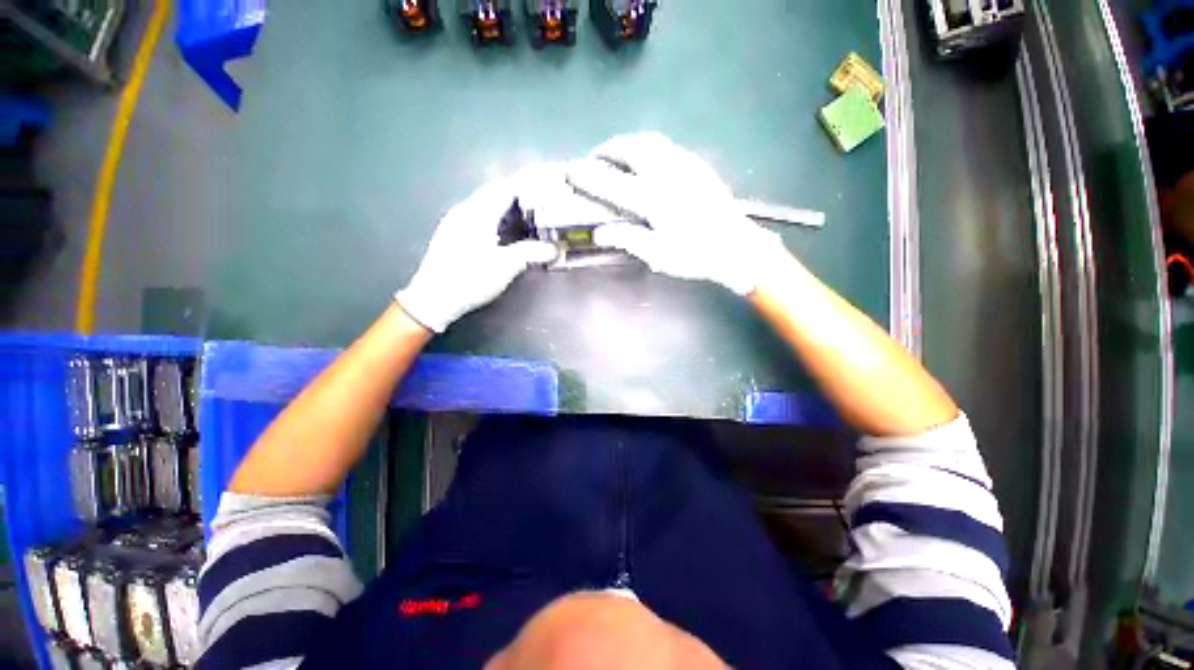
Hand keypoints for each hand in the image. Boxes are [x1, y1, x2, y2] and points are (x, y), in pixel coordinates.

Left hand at [396, 169, 558, 332]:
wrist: (433, 298)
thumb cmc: (470, 279)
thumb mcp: (505, 266)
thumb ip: (531, 253)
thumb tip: (554, 249)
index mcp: (477, 213)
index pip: (506, 188)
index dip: (527, 183)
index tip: (546, 182)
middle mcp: (465, 210)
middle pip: (495, 193)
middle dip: (519, 193)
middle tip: (541, 199)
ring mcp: (456, 222)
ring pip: (486, 204)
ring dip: (508, 206)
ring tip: (528, 213)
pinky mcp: (453, 234)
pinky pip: (480, 216)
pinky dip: (497, 217)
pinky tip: (506, 229)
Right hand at [566, 133, 790, 294]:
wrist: (737, 248)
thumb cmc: (696, 256)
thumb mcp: (659, 255)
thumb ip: (628, 239)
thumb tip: (600, 232)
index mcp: (654, 200)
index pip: (611, 183)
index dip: (587, 176)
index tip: (571, 171)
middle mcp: (667, 174)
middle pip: (631, 148)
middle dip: (607, 150)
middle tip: (595, 159)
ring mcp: (685, 166)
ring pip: (649, 141)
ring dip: (628, 144)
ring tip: (617, 155)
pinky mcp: (697, 166)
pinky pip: (666, 146)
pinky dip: (647, 147)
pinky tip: (646, 160)